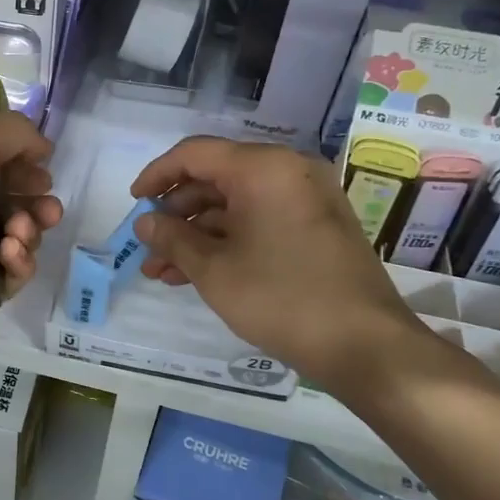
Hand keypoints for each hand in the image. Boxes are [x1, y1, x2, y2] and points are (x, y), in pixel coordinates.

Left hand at [0, 112, 62, 335]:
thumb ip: (13, 133)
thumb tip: (43, 147)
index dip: (22, 165)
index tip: (41, 169)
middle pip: (8, 203)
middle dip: (35, 203)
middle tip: (46, 208)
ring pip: (12, 239)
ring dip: (28, 231)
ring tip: (20, 231)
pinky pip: (4, 277)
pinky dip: (16, 265)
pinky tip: (10, 253)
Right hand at [131, 136, 435, 392]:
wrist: (366, 345)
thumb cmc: (282, 298)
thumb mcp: (215, 270)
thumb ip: (173, 239)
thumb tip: (145, 223)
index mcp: (263, 167)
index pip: (194, 153)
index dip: (156, 175)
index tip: (133, 203)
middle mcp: (288, 171)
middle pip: (215, 178)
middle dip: (176, 214)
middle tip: (147, 247)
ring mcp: (306, 199)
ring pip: (235, 205)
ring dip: (197, 235)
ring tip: (161, 272)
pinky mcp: (316, 227)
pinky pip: (260, 221)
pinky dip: (227, 241)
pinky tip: (196, 273)